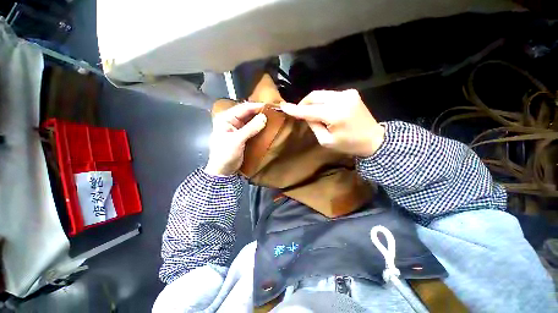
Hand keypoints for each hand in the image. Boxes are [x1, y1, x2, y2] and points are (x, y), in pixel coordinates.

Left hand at [205, 102, 266, 175]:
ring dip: (259, 118)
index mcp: (225, 118)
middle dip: (258, 111)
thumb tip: (264, 117)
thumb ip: (250, 128)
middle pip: (246, 112)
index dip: (256, 106)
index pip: (243, 108)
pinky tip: (266, 125)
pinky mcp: (242, 135)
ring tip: (272, 116)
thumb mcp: (237, 140)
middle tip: (272, 111)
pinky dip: (258, 126)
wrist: (223, 170)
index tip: (269, 106)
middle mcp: (231, 120)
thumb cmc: (225, 154)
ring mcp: (237, 128)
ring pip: (250, 119)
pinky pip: (251, 127)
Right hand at [280, 89, 384, 156]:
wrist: (374, 139)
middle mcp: (341, 99)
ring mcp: (347, 94)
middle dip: (304, 103)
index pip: (309, 110)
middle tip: (299, 112)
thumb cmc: (349, 144)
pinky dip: (323, 102)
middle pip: (314, 96)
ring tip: (313, 113)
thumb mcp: (326, 141)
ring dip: (313, 102)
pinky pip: (330, 95)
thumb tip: (307, 115)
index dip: (295, 109)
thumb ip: (314, 126)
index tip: (283, 106)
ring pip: (321, 94)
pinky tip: (324, 110)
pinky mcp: (351, 93)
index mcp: (334, 114)